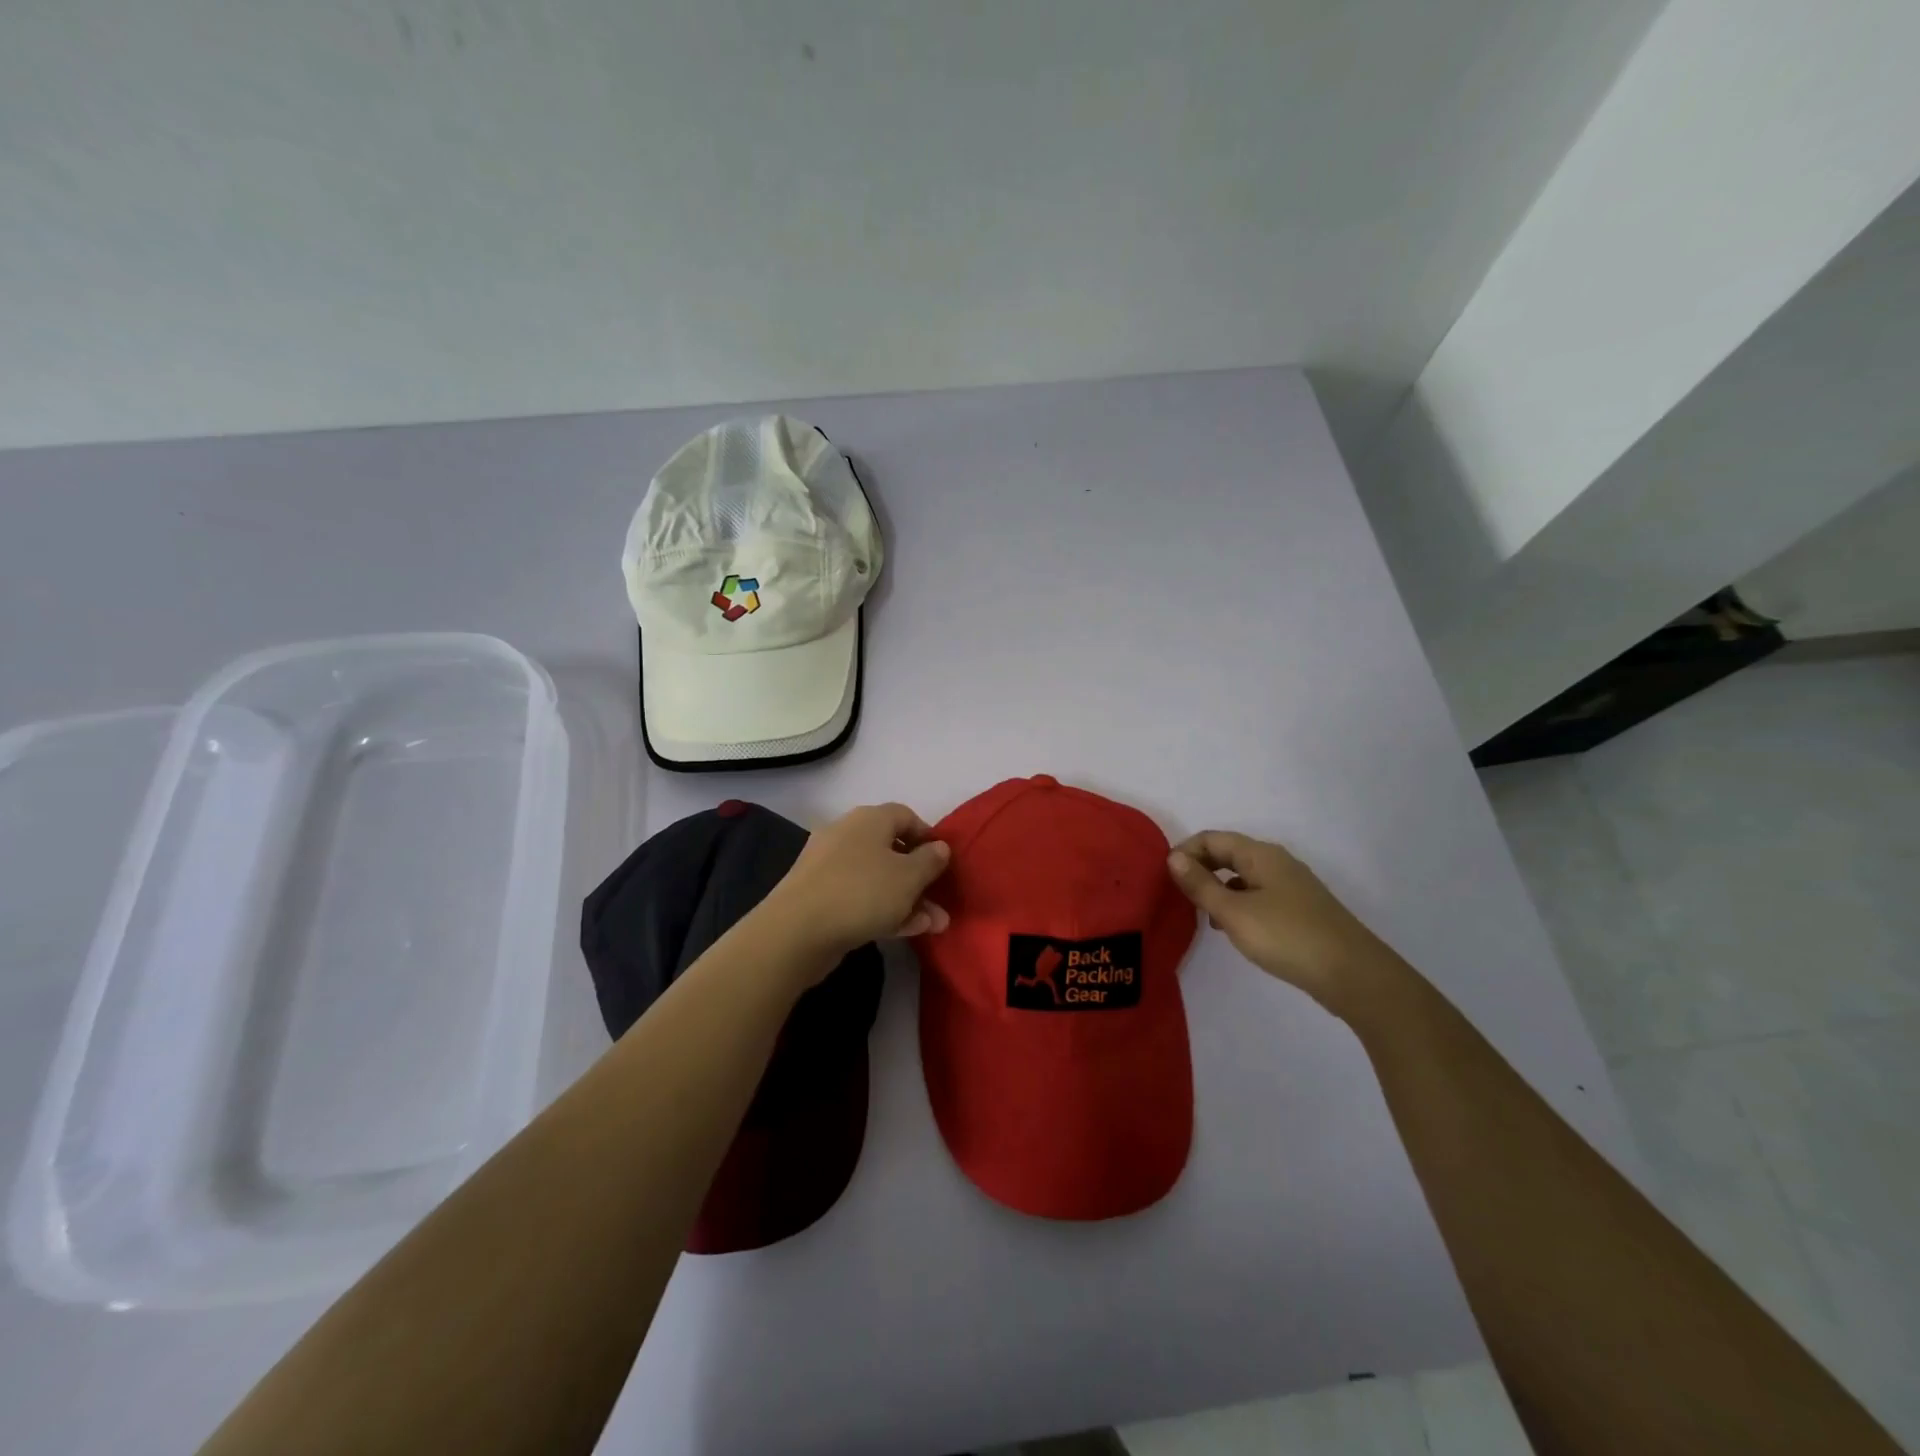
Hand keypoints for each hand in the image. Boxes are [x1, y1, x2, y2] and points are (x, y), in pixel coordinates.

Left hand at [761, 803, 951, 963]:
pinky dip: (883, 910)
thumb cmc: (862, 892)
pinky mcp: (819, 896)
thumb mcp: (909, 877)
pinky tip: (906, 931)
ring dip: (907, 899)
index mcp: (869, 819)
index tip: (943, 861)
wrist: (796, 931)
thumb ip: (930, 861)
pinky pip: (860, 897)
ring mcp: (830, 867)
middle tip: (941, 902)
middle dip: (920, 878)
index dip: (928, 836)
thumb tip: (939, 847)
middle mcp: (847, 835)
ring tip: (934, 925)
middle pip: (892, 850)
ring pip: (878, 878)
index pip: (905, 816)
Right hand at [1166, 831, 1401, 1012]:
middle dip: (1200, 868)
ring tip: (1200, 913)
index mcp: (1260, 855)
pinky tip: (1232, 928)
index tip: (1165, 877)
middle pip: (1228, 854)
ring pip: (1243, 876)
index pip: (1212, 839)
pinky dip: (1237, 903)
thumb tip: (1174, 857)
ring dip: (1218, 887)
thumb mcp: (1234, 912)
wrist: (1353, 974)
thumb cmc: (1287, 937)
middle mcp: (1277, 862)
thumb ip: (1201, 884)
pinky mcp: (1300, 910)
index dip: (1185, 851)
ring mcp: (1291, 886)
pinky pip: (1258, 894)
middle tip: (1178, 894)